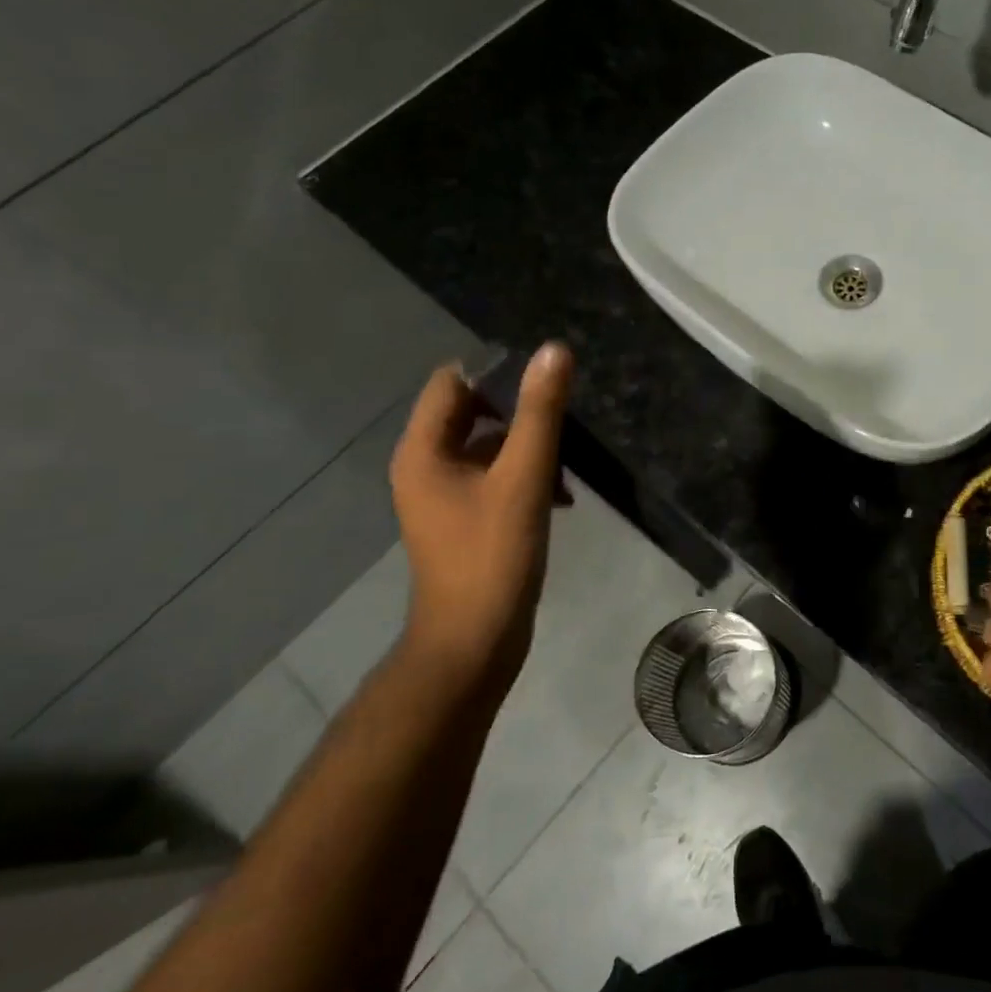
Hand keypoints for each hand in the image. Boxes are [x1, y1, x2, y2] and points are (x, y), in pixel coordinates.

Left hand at [389, 343, 573, 694]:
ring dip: (527, 447)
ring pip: (487, 447)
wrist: (474, 641)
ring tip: (567, 465)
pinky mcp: (463, 519)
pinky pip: (493, 477)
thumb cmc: (493, 555)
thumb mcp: (524, 477)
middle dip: (519, 413)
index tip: (544, 385)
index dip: (497, 374)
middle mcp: (424, 466)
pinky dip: (524, 476)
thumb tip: (554, 351)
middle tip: (563, 422)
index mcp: (424, 450)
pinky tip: (560, 497)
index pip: (453, 382)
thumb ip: (540, 413)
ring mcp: (442, 495)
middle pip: (471, 413)